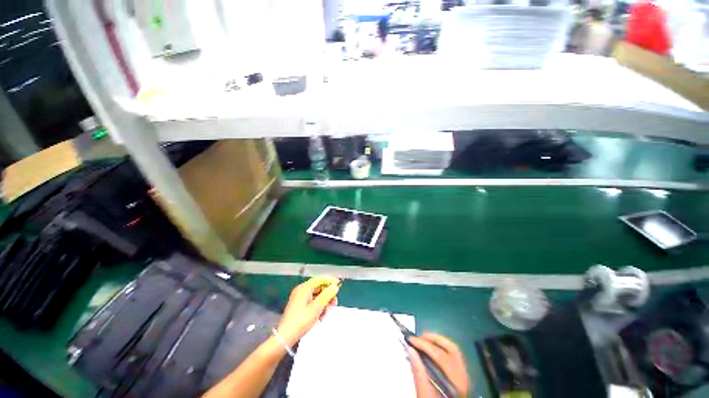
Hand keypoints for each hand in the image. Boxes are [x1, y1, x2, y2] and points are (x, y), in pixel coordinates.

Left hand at [276, 276, 339, 345]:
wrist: (285, 336)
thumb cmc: (301, 320)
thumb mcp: (316, 308)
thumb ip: (327, 295)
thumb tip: (335, 287)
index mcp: (304, 288)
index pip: (320, 279)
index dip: (330, 280)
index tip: (339, 283)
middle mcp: (301, 290)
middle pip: (318, 287)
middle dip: (327, 294)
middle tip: (334, 302)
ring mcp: (299, 298)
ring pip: (316, 295)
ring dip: (324, 301)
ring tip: (328, 310)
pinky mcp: (299, 306)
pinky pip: (312, 301)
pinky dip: (318, 306)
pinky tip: (322, 315)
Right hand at [408, 333, 470, 397]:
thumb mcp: (424, 394)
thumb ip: (418, 372)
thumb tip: (410, 348)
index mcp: (455, 383)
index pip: (440, 356)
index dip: (424, 345)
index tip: (411, 340)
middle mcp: (463, 377)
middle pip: (451, 349)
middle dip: (434, 339)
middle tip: (418, 337)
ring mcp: (465, 376)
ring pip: (454, 350)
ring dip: (439, 341)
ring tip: (424, 339)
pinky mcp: (462, 376)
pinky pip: (454, 356)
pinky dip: (443, 348)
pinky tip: (432, 349)